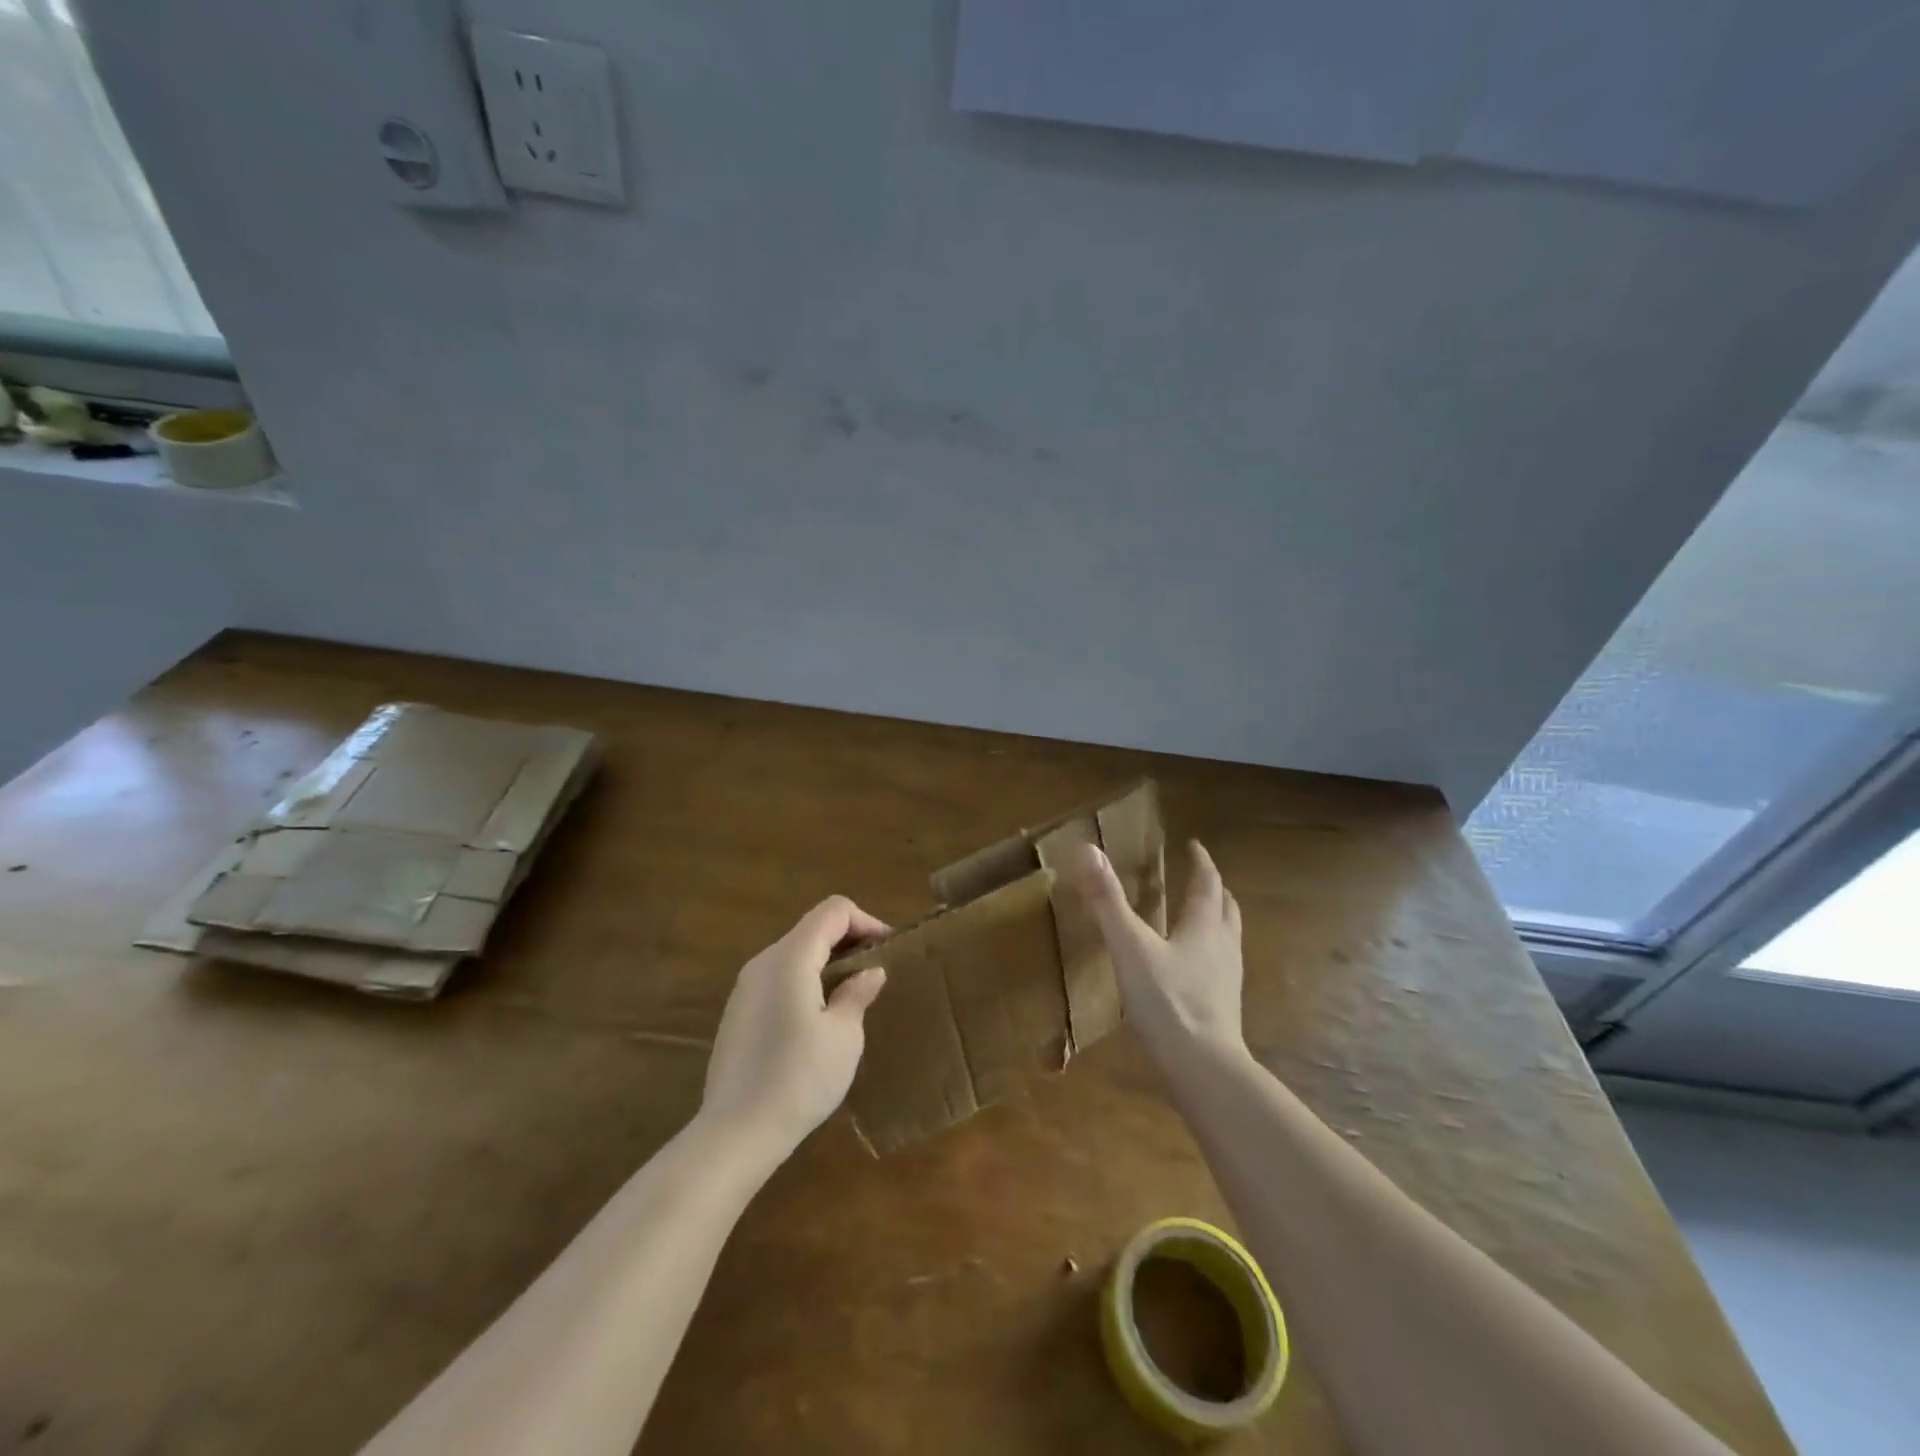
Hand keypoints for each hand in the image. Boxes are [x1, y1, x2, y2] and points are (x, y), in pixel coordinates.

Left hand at [699, 896, 888, 1155]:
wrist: (736, 1133)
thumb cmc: (799, 1078)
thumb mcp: (843, 1036)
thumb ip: (857, 994)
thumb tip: (870, 972)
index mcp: (790, 958)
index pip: (833, 911)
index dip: (867, 921)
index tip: (889, 950)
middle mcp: (763, 962)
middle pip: (812, 928)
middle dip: (849, 941)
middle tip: (877, 972)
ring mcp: (745, 988)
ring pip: (795, 954)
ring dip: (828, 963)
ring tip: (853, 995)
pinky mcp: (738, 1013)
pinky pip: (779, 979)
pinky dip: (806, 981)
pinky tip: (820, 1020)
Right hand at [1076, 839, 1244, 1061]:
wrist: (1203, 1069)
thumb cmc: (1166, 1001)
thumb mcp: (1129, 947)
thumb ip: (1108, 901)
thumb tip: (1088, 849)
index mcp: (1204, 926)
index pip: (1207, 883)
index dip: (1201, 862)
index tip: (1194, 846)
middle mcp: (1223, 946)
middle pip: (1226, 908)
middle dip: (1214, 889)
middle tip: (1200, 877)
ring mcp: (1228, 979)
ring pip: (1228, 938)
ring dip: (1217, 920)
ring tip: (1200, 917)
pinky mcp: (1224, 1007)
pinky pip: (1221, 966)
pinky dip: (1210, 952)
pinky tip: (1192, 968)